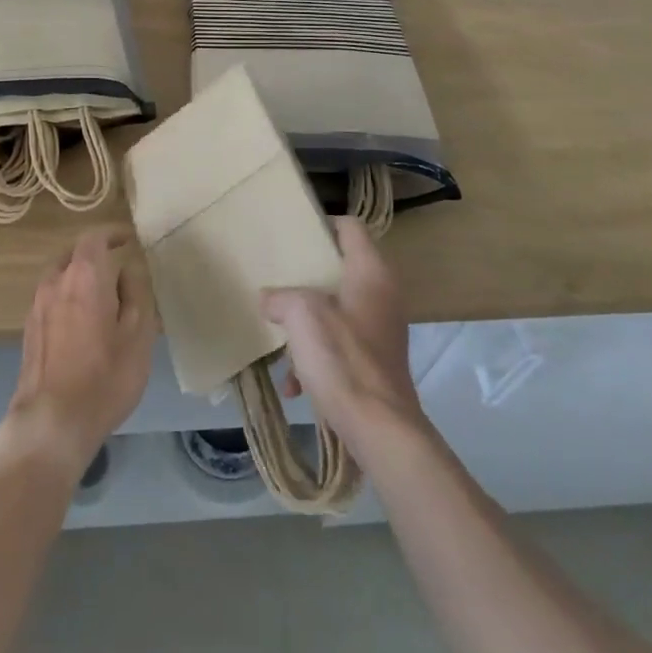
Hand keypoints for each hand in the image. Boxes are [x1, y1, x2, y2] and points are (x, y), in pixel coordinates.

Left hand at [0, 229, 155, 483]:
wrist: (52, 421)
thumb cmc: (105, 376)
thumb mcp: (138, 334)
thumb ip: (135, 293)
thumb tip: (127, 270)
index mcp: (84, 275)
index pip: (95, 237)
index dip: (113, 234)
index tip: (129, 239)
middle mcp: (55, 281)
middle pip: (74, 254)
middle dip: (96, 256)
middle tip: (118, 268)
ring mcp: (37, 305)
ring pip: (60, 276)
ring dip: (80, 278)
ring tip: (102, 297)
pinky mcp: (29, 329)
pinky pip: (52, 299)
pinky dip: (68, 298)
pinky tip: (82, 322)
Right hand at [261, 216, 424, 455]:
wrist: (380, 430)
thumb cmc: (343, 358)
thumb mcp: (301, 315)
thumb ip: (281, 297)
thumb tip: (269, 299)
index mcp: (371, 273)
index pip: (350, 227)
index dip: (323, 223)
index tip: (293, 231)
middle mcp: (382, 295)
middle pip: (341, 269)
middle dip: (307, 276)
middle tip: (278, 275)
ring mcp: (381, 331)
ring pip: (336, 311)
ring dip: (307, 322)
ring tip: (278, 334)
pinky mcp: (375, 363)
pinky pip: (340, 347)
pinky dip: (316, 357)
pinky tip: (293, 383)